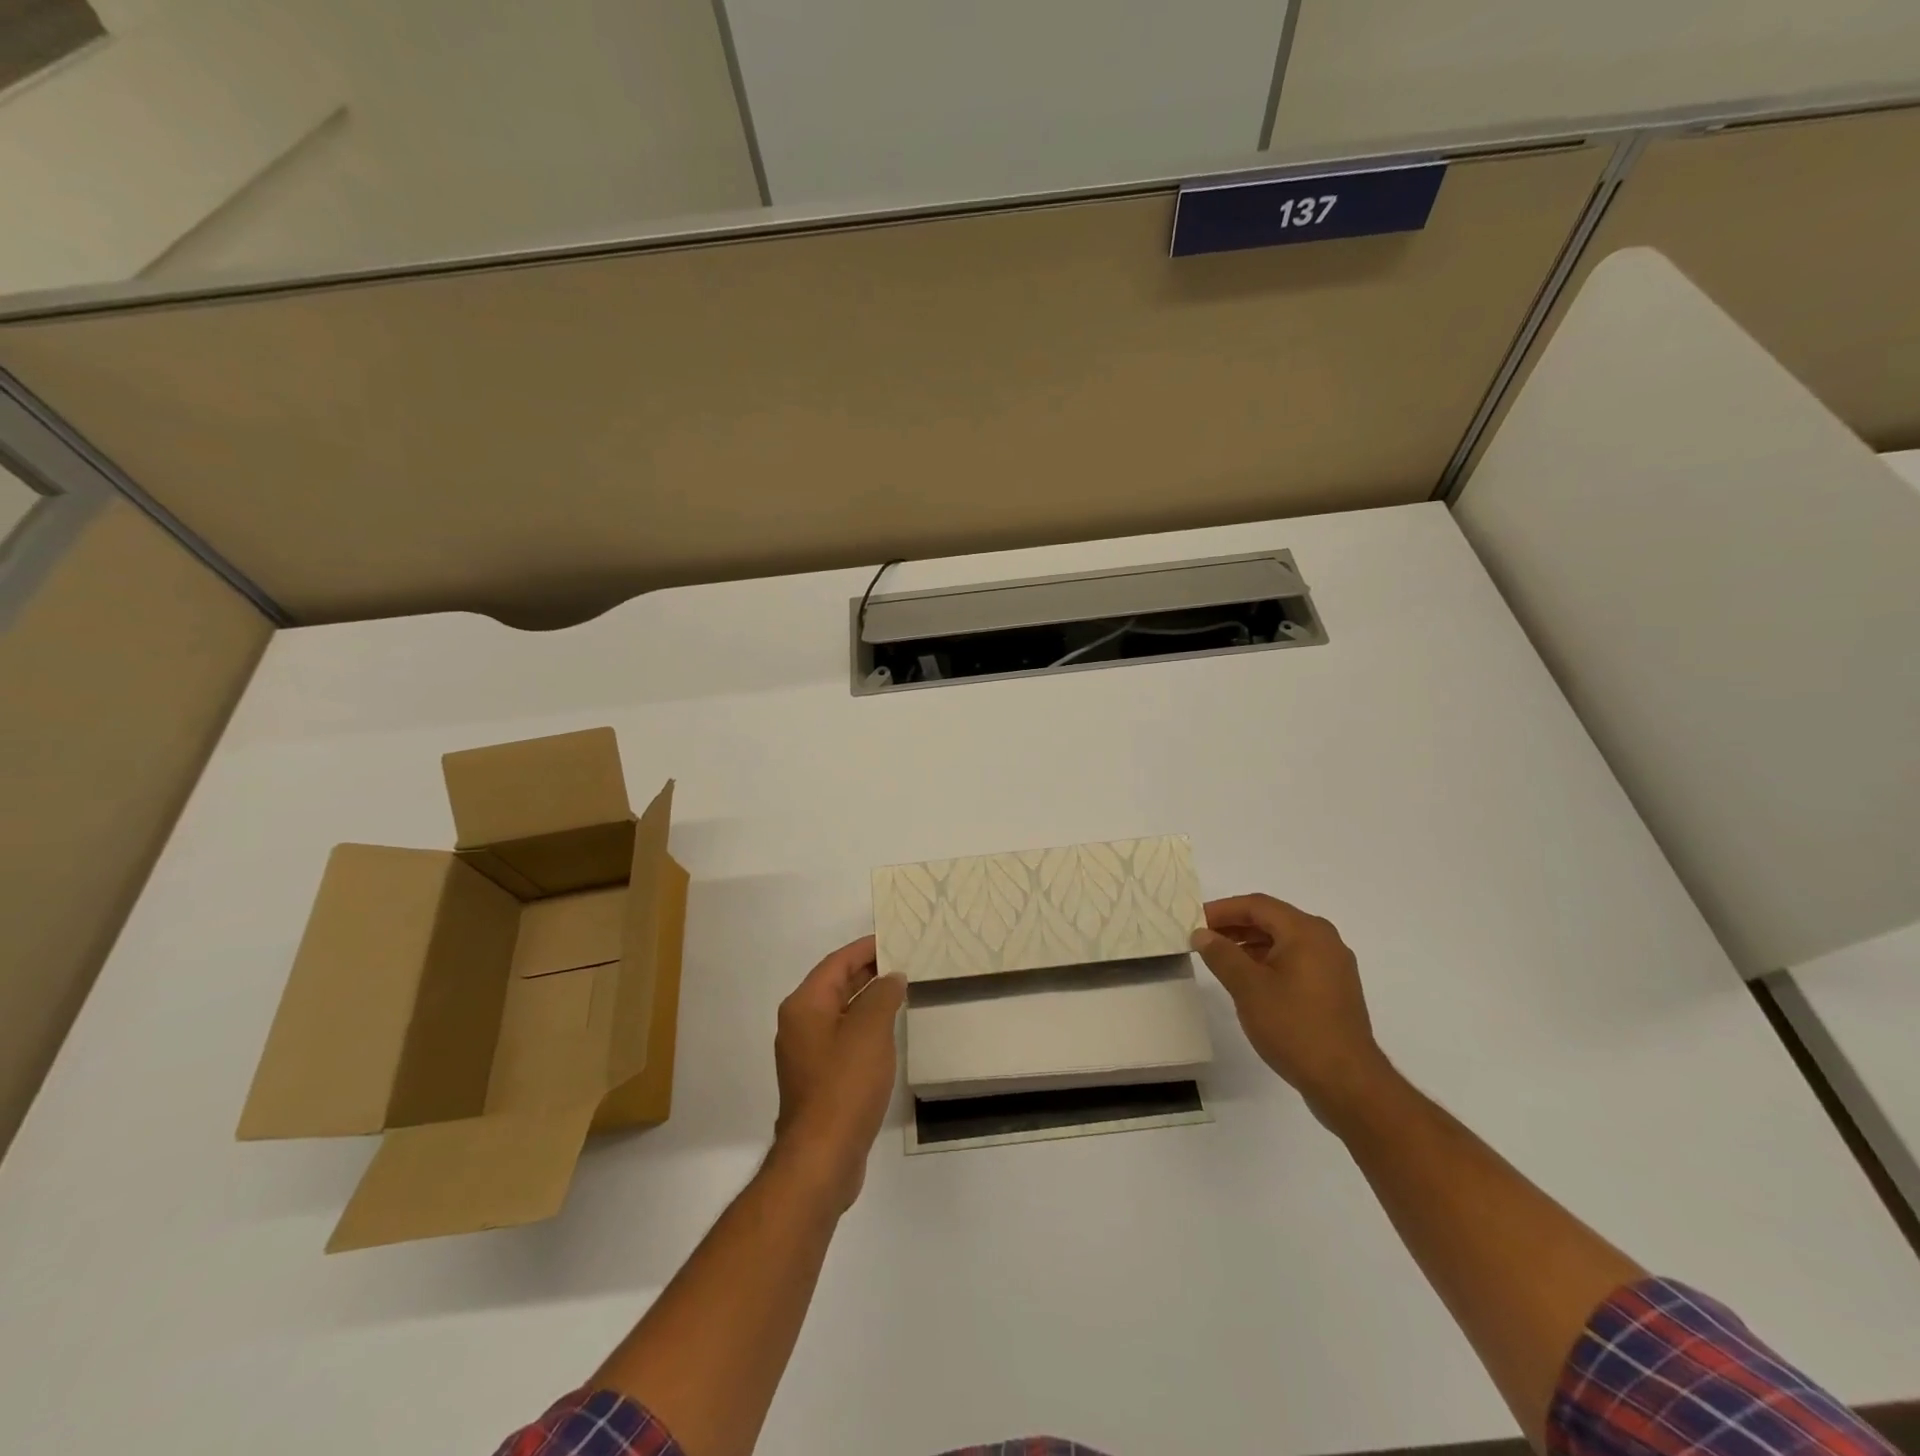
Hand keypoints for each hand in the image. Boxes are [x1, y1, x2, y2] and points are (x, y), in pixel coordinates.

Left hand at [771, 935, 905, 1209]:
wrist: (823, 1156)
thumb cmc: (845, 1084)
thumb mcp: (870, 1030)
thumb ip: (883, 995)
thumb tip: (891, 978)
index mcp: (805, 1005)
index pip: (837, 963)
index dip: (865, 948)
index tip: (894, 938)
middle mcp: (799, 1024)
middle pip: (836, 985)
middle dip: (868, 971)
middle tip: (904, 960)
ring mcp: (807, 1053)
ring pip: (840, 1012)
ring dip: (868, 999)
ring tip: (902, 990)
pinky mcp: (818, 1078)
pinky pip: (843, 1037)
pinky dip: (864, 1026)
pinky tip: (888, 1031)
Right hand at [1192, 895, 1394, 1126]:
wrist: (1346, 1081)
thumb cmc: (1294, 1026)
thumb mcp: (1248, 987)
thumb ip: (1221, 955)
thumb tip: (1202, 934)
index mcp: (1306, 931)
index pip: (1257, 905)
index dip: (1222, 909)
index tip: (1194, 920)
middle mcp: (1324, 940)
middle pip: (1272, 919)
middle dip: (1235, 925)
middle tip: (1203, 937)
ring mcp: (1333, 966)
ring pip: (1284, 941)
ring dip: (1251, 944)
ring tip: (1220, 958)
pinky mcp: (1335, 989)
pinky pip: (1296, 961)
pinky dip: (1269, 961)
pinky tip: (1250, 980)